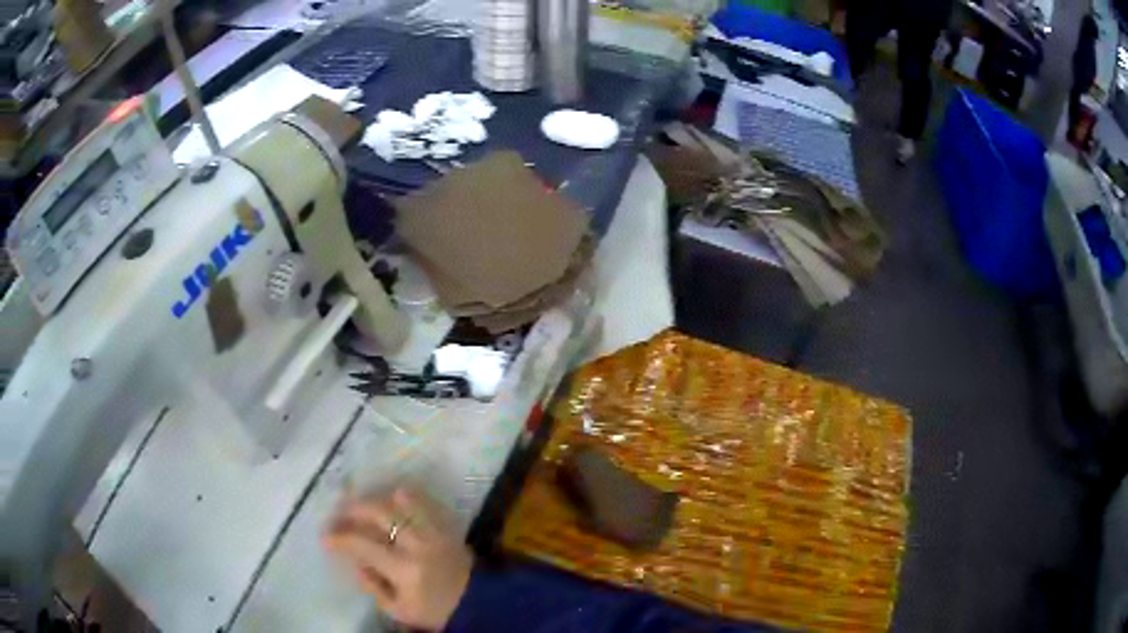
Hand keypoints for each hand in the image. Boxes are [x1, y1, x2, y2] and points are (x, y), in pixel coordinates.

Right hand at [324, 488, 473, 630]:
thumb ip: (374, 586)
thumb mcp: (399, 610)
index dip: (340, 538)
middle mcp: (418, 545)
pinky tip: (391, 497)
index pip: (363, 544)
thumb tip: (355, 562)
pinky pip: (425, 503)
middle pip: (380, 513)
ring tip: (361, 502)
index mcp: (404, 569)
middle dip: (354, 509)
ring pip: (403, 502)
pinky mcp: (448, 528)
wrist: (479, 604)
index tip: (326, 537)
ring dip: (377, 498)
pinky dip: (406, 497)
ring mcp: (435, 533)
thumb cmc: (435, 611)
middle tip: (339, 513)